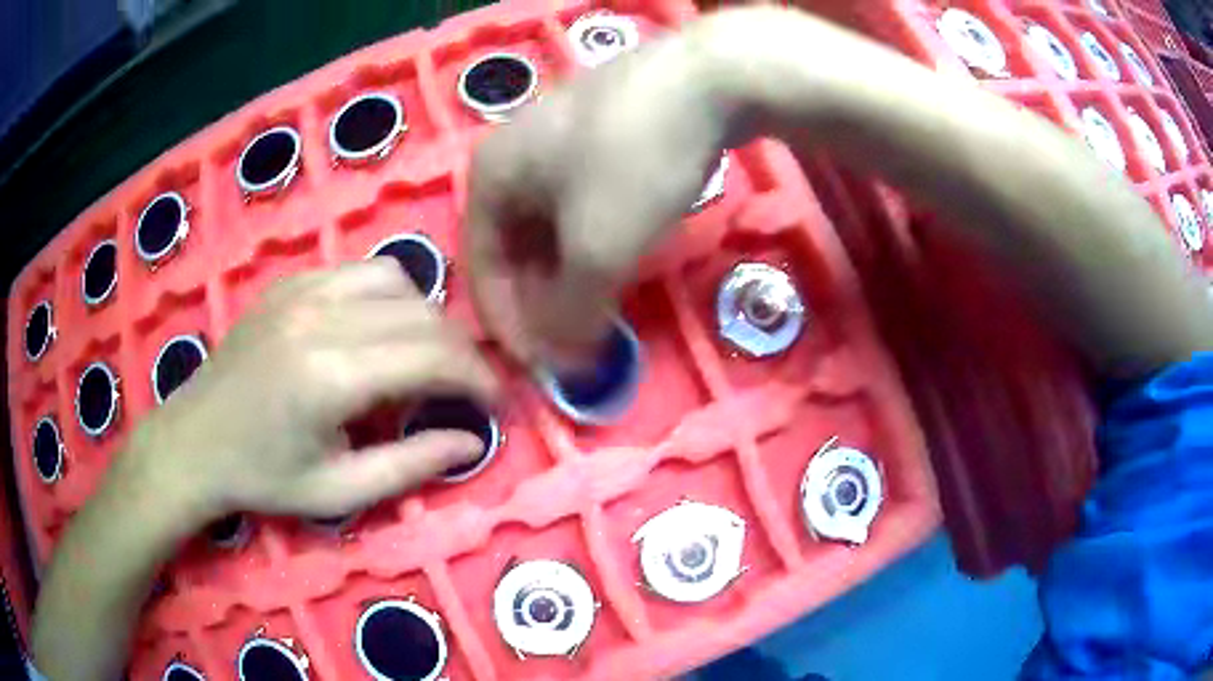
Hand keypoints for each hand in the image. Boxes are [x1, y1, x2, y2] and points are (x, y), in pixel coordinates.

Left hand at [116, 260, 497, 528]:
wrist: (192, 441)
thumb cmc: (262, 478)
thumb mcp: (338, 493)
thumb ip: (411, 465)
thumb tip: (472, 442)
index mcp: (330, 376)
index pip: (432, 356)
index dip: (476, 377)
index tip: (494, 403)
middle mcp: (320, 318)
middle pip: (422, 314)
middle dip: (460, 351)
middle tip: (466, 388)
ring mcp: (303, 291)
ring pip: (397, 281)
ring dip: (426, 318)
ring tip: (424, 357)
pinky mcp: (291, 283)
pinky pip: (360, 271)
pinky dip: (388, 296)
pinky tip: (380, 330)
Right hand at [465, 27, 733, 364]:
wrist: (707, 77)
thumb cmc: (633, 161)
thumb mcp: (598, 249)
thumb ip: (571, 315)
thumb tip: (564, 365)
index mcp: (489, 177)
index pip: (482, 270)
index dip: (509, 325)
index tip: (542, 368)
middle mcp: (512, 155)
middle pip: (514, 248)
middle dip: (542, 302)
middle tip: (575, 342)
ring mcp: (556, 139)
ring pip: (550, 227)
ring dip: (569, 275)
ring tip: (599, 309)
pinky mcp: (599, 133)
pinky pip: (580, 202)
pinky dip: (592, 241)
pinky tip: (618, 258)